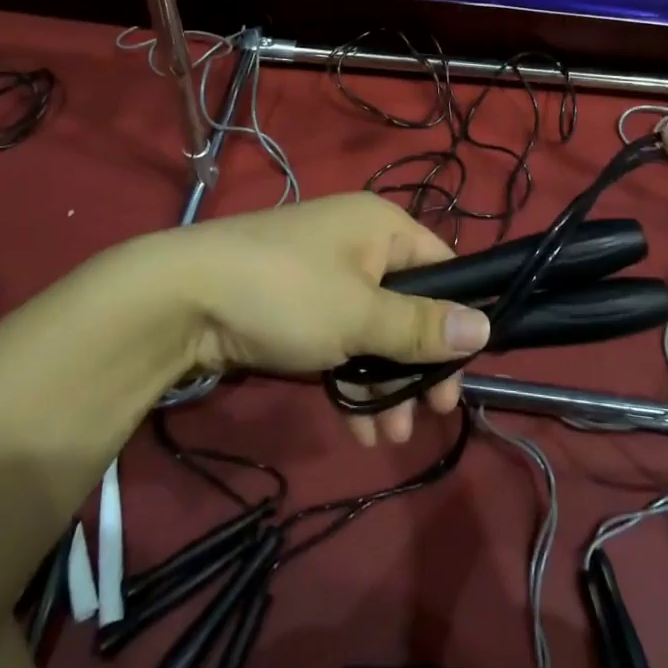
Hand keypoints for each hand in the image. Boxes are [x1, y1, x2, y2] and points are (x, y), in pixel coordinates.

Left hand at [156, 194, 490, 446]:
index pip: (442, 268)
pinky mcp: (295, 306)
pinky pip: (339, 340)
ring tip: (388, 440)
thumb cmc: (287, 294)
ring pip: (372, 331)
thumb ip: (422, 327)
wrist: (182, 298)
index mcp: (381, 227)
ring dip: (385, 385)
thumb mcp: (361, 315)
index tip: (459, 377)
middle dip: (417, 367)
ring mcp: (323, 275)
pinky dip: (351, 380)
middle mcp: (358, 243)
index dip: (456, 322)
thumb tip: (485, 329)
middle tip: (430, 417)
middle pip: (409, 306)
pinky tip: (358, 429)